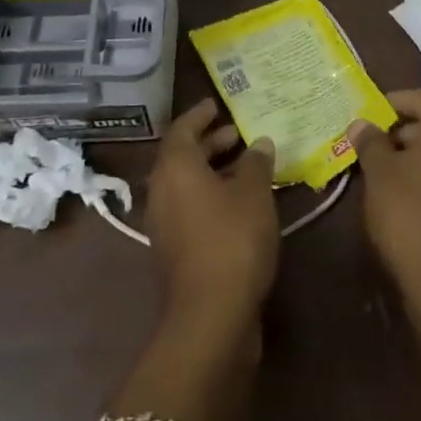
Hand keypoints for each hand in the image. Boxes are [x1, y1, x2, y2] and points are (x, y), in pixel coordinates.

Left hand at [145, 99, 278, 328]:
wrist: (211, 315)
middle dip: (209, 142)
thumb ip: (255, 163)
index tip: (216, 104)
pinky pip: (191, 208)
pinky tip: (241, 202)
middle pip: (182, 156)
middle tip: (237, 133)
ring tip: (246, 165)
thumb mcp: (253, 193)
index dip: (200, 114)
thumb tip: (258, 143)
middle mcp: (162, 192)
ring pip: (186, 185)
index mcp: (174, 169)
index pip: (182, 129)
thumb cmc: (232, 239)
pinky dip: (212, 196)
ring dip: (212, 171)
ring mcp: (165, 225)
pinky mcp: (175, 251)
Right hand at [349, 89, 420, 300]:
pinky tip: (403, 195)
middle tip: (370, 145)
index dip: (394, 101)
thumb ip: (370, 141)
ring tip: (381, 172)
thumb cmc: (408, 211)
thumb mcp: (379, 172)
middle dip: (401, 129)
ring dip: (414, 154)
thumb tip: (361, 123)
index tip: (368, 115)